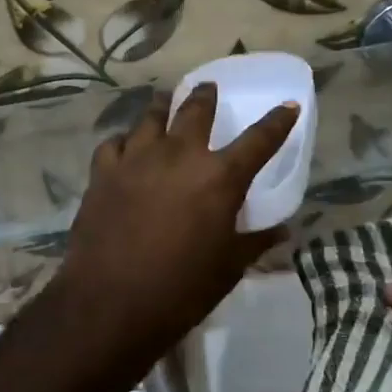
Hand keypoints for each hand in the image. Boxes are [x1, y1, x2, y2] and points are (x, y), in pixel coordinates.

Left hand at [54, 84, 298, 372]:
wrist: (110, 304)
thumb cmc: (181, 290)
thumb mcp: (228, 268)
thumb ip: (255, 241)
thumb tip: (283, 231)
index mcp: (219, 177)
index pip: (259, 139)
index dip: (277, 121)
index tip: (288, 105)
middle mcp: (179, 155)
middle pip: (196, 110)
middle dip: (205, 95)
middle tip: (208, 88)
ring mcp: (137, 159)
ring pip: (151, 116)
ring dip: (162, 106)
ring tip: (164, 100)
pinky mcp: (103, 172)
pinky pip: (114, 143)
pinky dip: (124, 141)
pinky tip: (124, 147)